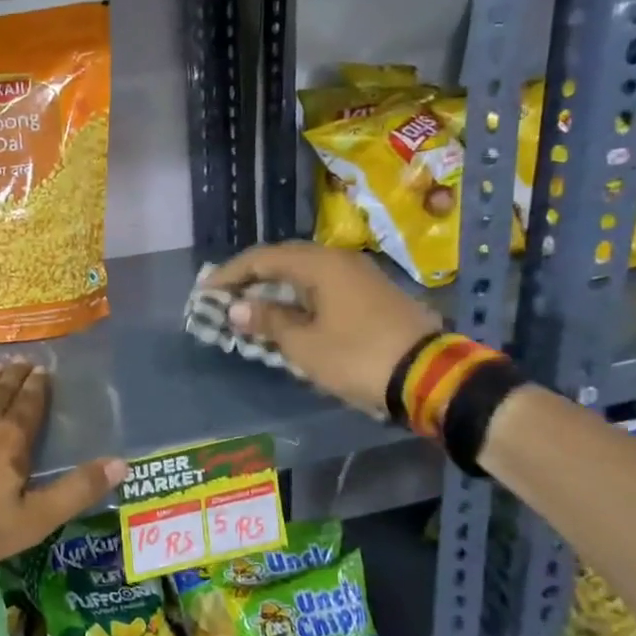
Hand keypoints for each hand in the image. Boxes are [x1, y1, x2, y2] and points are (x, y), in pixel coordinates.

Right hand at [206, 241, 441, 417]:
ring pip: (306, 273)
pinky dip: (299, 297)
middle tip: (225, 296)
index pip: (263, 258)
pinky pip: (324, 286)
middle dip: (252, 277)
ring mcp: (360, 276)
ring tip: (251, 306)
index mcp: (320, 264)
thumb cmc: (358, 357)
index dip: (231, 274)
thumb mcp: (305, 345)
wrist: (430, 376)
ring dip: (276, 288)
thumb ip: (268, 322)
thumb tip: (238, 308)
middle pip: (285, 260)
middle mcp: (339, 260)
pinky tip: (289, 315)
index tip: (206, 291)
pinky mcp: (372, 294)